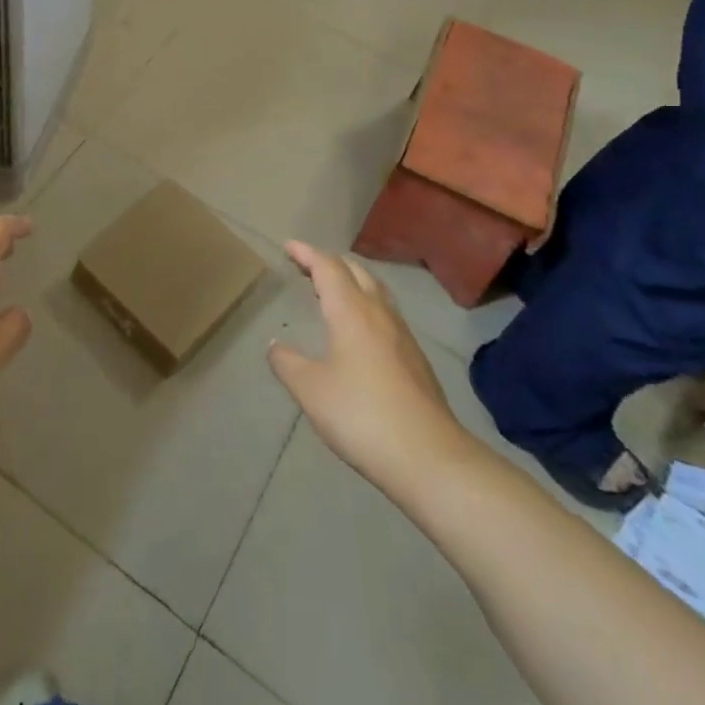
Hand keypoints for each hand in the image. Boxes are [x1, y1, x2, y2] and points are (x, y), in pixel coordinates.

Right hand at [269, 244, 478, 500]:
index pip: (327, 267)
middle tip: (305, 266)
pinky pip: (386, 313)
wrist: (429, 457)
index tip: (288, 246)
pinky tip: (359, 329)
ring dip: (351, 281)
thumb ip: (288, 363)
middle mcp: (379, 313)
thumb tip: (275, 346)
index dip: (306, 253)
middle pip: (355, 271)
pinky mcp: (415, 358)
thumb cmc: (361, 415)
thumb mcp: (311, 390)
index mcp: (351, 311)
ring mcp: (402, 334)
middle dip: (329, 262)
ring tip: (331, 290)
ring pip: (375, 290)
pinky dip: (365, 304)